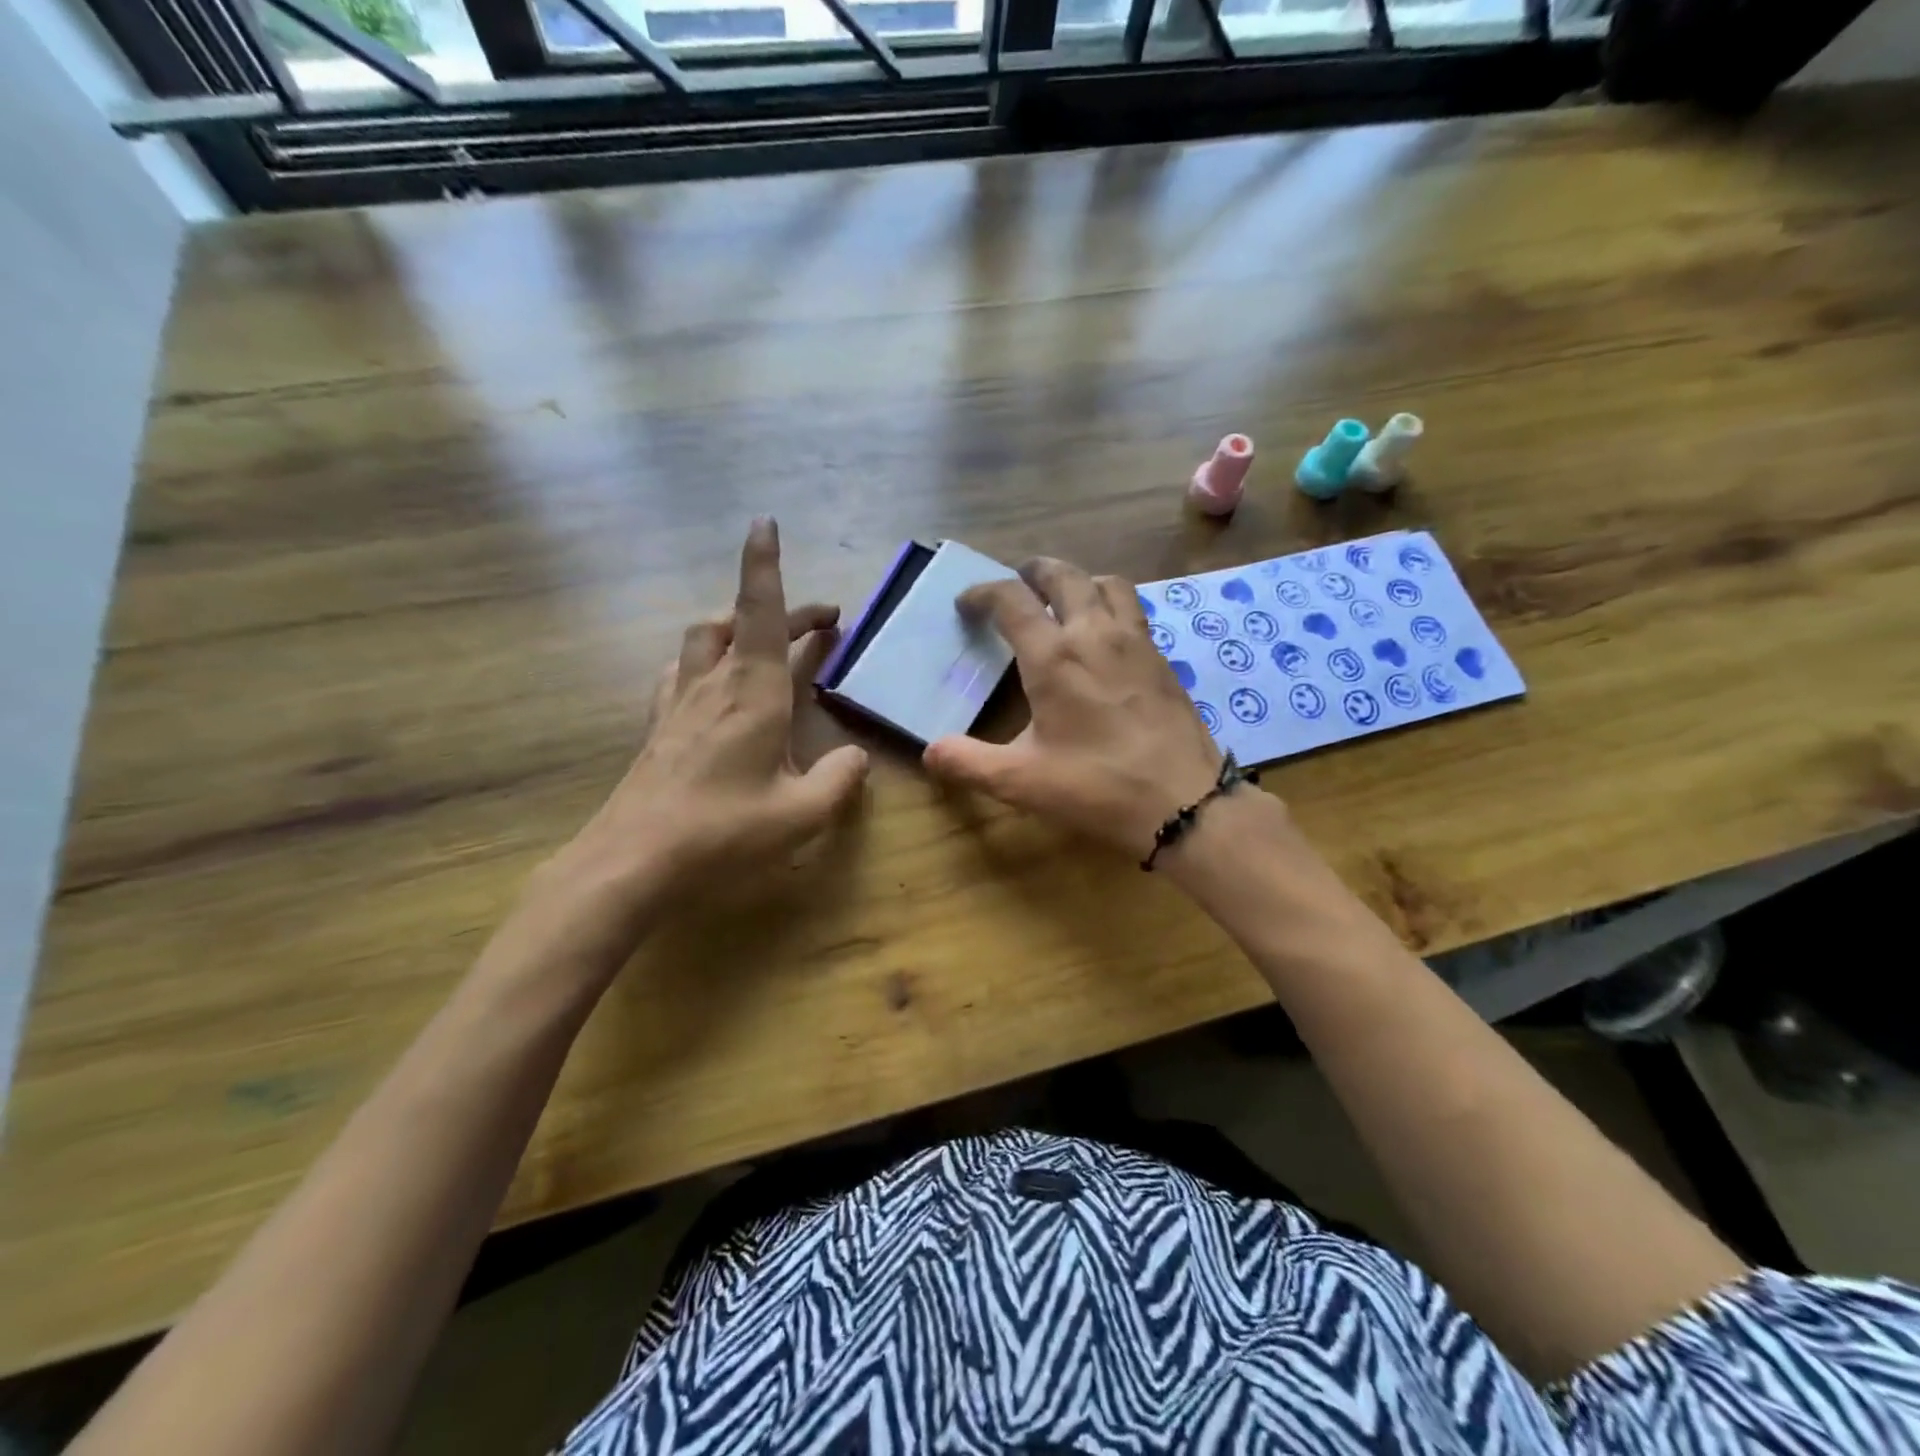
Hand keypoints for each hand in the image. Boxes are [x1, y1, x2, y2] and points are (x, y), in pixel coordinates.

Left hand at [543, 518, 869, 929]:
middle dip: (779, 608)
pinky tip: (712, 682)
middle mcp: (712, 685)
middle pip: (740, 622)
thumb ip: (840, 781)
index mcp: (751, 694)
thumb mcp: (801, 815)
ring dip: (736, 626)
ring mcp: (679, 704)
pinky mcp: (659, 728)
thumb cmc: (722, 832)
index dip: (764, 565)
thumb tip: (857, 758)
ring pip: (704, 640)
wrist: (631, 863)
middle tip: (821, 621)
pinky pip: (681, 671)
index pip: (760, 613)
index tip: (765, 523)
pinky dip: (704, 659)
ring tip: (764, 640)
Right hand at [922, 558, 1222, 858]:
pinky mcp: (1162, 659)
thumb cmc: (1097, 787)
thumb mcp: (1021, 781)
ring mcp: (1136, 642)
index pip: (1011, 599)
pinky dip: (1111, 605)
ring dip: (1079, 580)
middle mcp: (1095, 634)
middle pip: (1063, 575)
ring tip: (1064, 599)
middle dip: (1033, 571)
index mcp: (1054, 656)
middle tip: (1017, 581)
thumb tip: (929, 752)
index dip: (982, 592)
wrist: (1185, 802)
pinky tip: (1106, 637)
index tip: (967, 604)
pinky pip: (1133, 610)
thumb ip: (968, 762)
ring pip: (1107, 584)